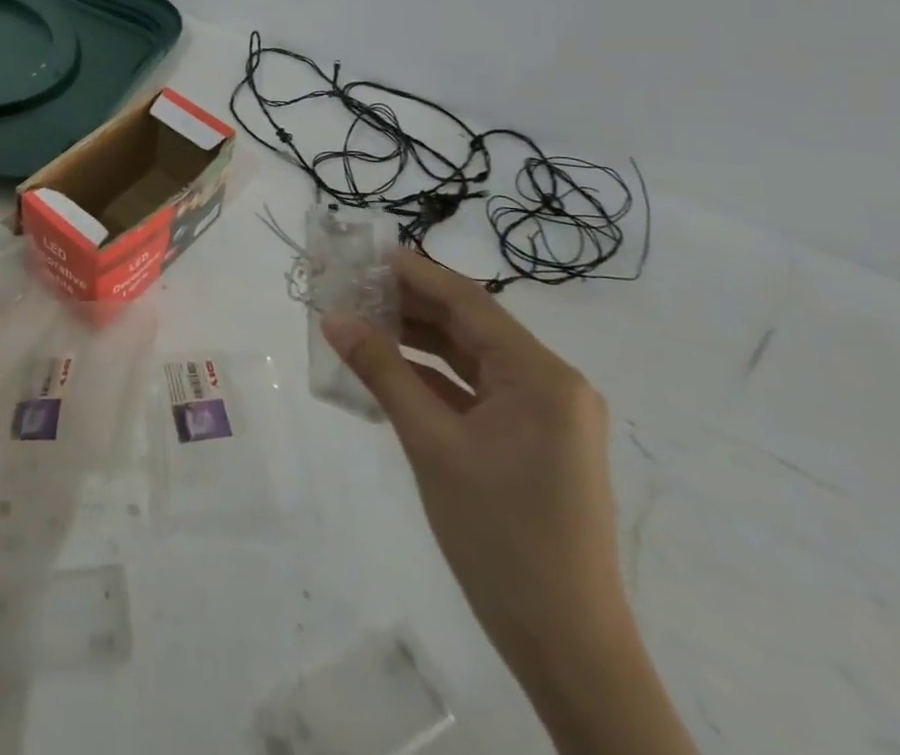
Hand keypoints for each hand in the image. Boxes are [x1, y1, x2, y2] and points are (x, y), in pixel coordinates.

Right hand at [325, 251, 696, 754]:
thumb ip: (382, 372)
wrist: (566, 648)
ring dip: (417, 340)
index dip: (413, 272)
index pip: (468, 301)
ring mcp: (545, 415)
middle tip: (349, 288)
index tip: (362, 253)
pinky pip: (477, 392)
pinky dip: (434, 378)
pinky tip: (389, 371)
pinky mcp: (533, 442)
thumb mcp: (431, 445)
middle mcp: (551, 384)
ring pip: (471, 358)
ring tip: (360, 322)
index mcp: (541, 375)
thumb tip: (333, 317)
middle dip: (409, 305)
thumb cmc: (500, 537)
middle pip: (470, 325)